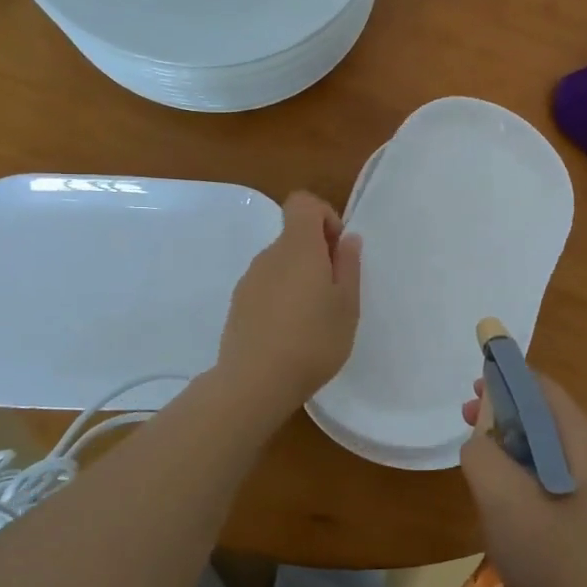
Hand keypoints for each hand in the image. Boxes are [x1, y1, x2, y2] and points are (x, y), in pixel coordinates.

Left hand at [217, 192, 361, 415]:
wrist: (254, 383)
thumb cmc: (313, 340)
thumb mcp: (347, 305)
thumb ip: (348, 266)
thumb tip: (347, 239)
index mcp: (298, 247)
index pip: (303, 203)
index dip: (324, 216)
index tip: (338, 250)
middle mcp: (269, 255)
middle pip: (294, 236)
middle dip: (318, 255)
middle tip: (336, 294)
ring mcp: (249, 281)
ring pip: (281, 265)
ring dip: (300, 279)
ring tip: (315, 319)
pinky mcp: (238, 305)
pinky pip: (267, 288)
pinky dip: (282, 299)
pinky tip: (291, 334)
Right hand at [459, 372, 586, 586]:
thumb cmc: (549, 550)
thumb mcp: (501, 495)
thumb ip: (481, 454)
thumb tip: (479, 440)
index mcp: (578, 438)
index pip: (541, 386)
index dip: (506, 376)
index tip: (474, 381)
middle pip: (541, 412)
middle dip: (502, 408)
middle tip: (466, 414)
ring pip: (542, 443)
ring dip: (507, 438)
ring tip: (475, 449)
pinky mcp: (581, 508)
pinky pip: (545, 470)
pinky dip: (518, 465)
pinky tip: (498, 487)